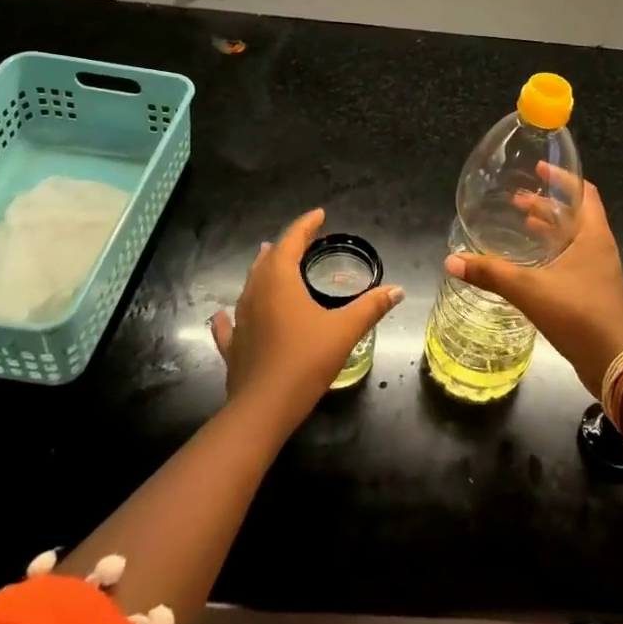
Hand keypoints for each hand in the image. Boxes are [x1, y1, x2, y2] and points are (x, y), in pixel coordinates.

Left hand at [209, 208, 403, 428]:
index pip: (292, 240)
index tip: (319, 214)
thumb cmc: (305, 360)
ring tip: (273, 262)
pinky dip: (232, 314)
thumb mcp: (344, 331)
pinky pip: (230, 322)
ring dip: (264, 271)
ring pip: (250, 284)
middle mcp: (256, 291)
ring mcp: (240, 319)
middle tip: (305, 241)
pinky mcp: (232, 345)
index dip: (306, 225)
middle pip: (269, 259)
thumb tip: (397, 290)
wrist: (263, 409)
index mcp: (280, 280)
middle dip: (287, 245)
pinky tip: (225, 315)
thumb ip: (370, 307)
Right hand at [445, 179, 622, 397]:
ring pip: (573, 237)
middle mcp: (599, 247)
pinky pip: (572, 259)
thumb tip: (451, 260)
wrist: (614, 363)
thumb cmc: (578, 314)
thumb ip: (491, 273)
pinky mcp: (594, 291)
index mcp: (592, 234)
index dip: (562, 177)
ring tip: (521, 222)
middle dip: (547, 203)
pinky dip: (552, 251)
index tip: (539, 167)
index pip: (584, 191)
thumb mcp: (530, 290)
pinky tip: (530, 263)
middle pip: (575, 213)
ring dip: (549, 228)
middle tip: (517, 199)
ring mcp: (599, 270)